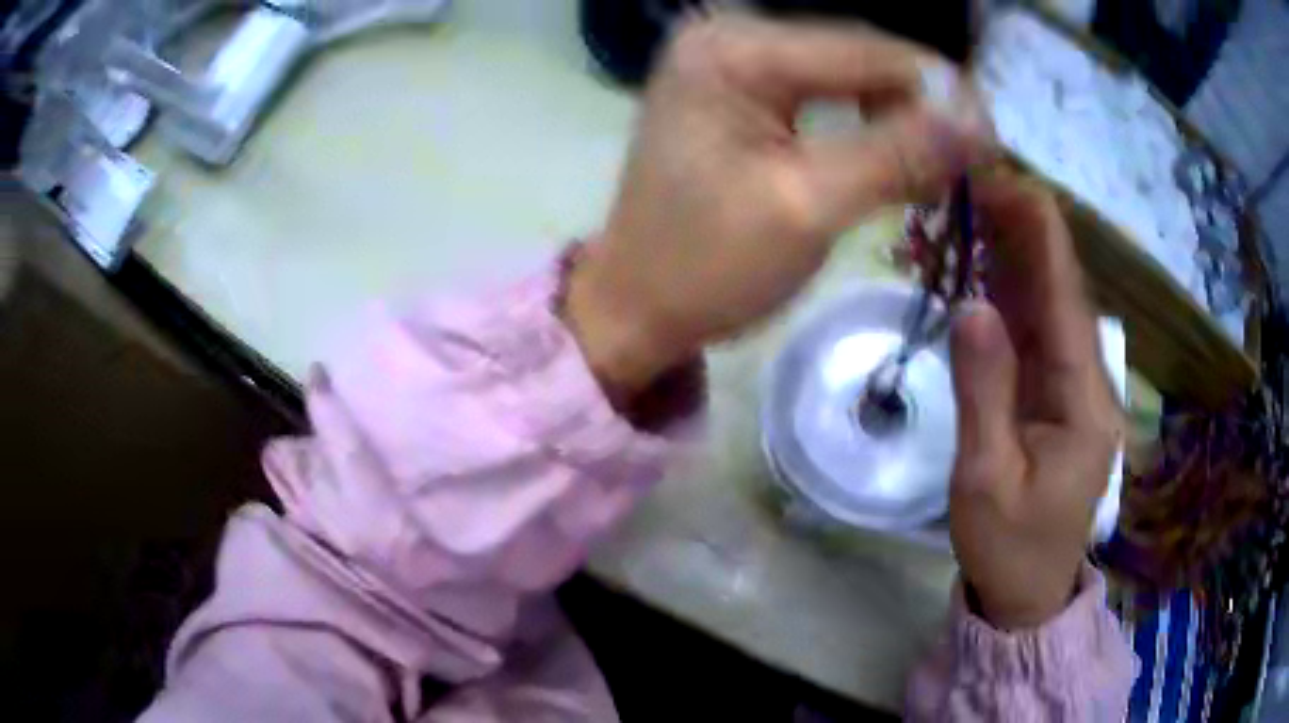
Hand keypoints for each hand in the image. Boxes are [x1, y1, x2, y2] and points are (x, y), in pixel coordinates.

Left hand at [563, 13, 993, 399]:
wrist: (634, 305)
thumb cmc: (706, 268)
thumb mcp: (809, 208)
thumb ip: (896, 154)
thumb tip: (980, 121)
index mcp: (733, 51)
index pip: (865, 50)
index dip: (939, 91)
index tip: (992, 140)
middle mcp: (727, 37)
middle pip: (856, 55)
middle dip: (919, 105)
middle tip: (969, 161)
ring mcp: (729, 62)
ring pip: (845, 75)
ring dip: (896, 117)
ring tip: (935, 168)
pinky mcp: (736, 91)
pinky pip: (820, 93)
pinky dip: (862, 125)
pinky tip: (890, 158)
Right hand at [948, 175, 1121, 629]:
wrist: (1027, 592)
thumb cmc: (1008, 545)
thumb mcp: (986, 478)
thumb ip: (984, 391)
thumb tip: (972, 304)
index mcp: (1083, 402)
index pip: (1065, 302)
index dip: (1041, 238)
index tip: (1011, 183)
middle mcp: (1089, 384)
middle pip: (1063, 295)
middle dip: (1030, 235)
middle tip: (984, 185)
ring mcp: (1076, 391)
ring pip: (1052, 310)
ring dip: (1021, 258)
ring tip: (983, 209)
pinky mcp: (1058, 400)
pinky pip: (1039, 337)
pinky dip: (1016, 297)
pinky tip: (992, 267)